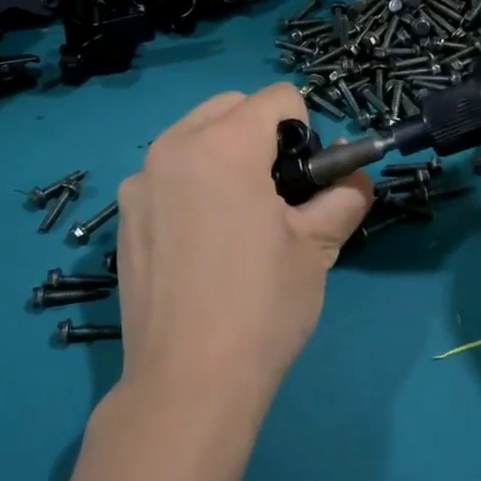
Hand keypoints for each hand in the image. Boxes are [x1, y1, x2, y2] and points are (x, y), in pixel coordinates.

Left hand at [114, 85, 373, 415]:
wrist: (188, 382)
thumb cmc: (262, 306)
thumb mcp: (316, 247)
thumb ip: (343, 197)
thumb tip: (356, 179)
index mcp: (223, 145)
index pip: (278, 98)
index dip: (306, 130)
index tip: (306, 179)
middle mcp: (172, 147)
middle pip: (230, 108)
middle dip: (262, 135)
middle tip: (278, 195)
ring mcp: (139, 183)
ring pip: (193, 138)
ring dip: (224, 155)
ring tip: (239, 219)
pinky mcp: (124, 217)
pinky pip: (166, 175)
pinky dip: (192, 185)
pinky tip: (201, 244)